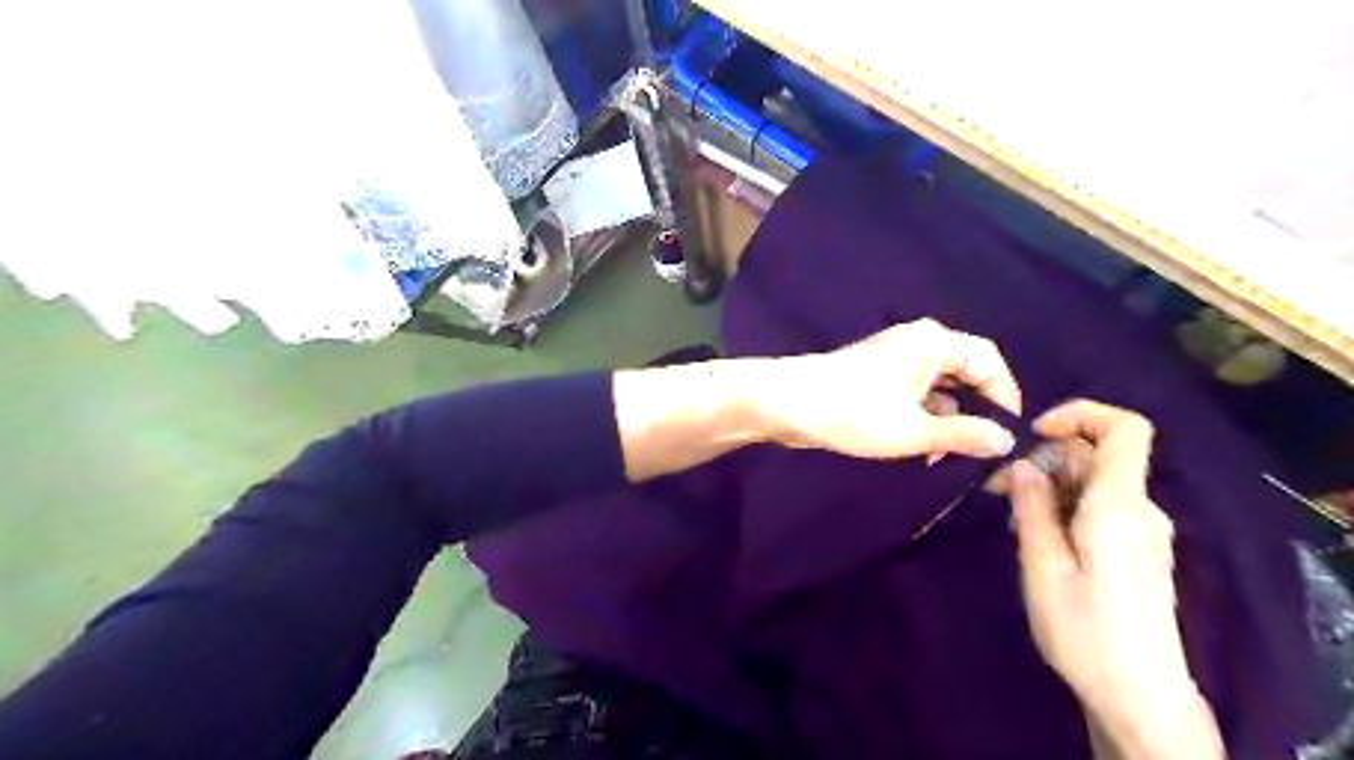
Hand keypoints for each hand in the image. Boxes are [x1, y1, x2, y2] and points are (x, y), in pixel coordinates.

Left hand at [759, 318, 1020, 459]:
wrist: (787, 403)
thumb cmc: (855, 412)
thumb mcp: (915, 430)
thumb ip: (964, 435)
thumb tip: (1005, 441)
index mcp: (933, 343)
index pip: (988, 361)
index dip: (1006, 396)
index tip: (1010, 434)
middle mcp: (917, 344)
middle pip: (964, 374)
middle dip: (974, 413)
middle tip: (981, 451)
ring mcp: (893, 360)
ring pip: (937, 389)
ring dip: (946, 421)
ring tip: (946, 457)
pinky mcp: (875, 378)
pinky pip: (913, 396)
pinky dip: (922, 419)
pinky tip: (921, 449)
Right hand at [1009, 400, 1223, 756]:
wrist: (1140, 696)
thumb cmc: (1084, 630)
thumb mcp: (1043, 565)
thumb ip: (1032, 506)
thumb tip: (1024, 464)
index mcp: (1120, 506)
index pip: (1125, 429)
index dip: (1080, 415)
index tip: (1034, 434)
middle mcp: (1141, 510)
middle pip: (1097, 456)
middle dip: (1044, 460)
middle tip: (997, 490)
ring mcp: (1144, 531)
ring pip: (1094, 483)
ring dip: (1049, 487)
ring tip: (1012, 520)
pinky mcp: (1138, 550)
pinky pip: (1100, 507)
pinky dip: (1064, 507)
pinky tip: (1037, 537)